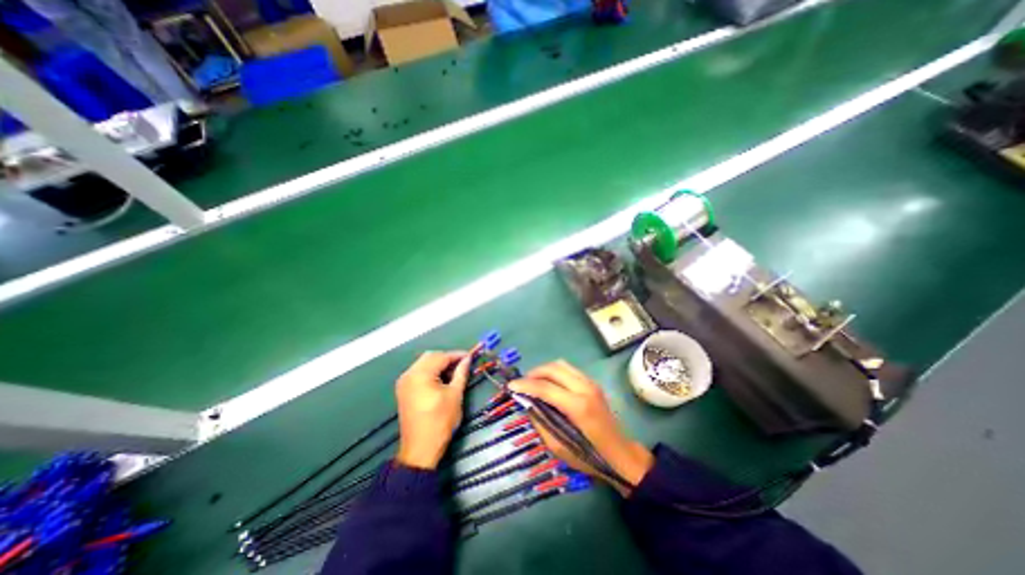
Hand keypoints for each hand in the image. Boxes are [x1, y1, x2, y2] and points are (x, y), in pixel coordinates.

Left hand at [393, 353, 471, 469]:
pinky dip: (430, 372)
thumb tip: (467, 359)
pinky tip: (441, 379)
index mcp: (421, 375)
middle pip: (430, 356)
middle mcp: (409, 374)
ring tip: (453, 373)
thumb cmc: (441, 421)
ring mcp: (404, 382)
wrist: (420, 449)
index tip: (470, 357)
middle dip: (447, 358)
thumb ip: (461, 373)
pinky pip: (418, 372)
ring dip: (438, 364)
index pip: (441, 357)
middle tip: (462, 365)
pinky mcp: (403, 390)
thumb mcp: (455, 395)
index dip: (457, 355)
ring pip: (423, 363)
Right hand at [509, 360, 651, 494]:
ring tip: (533, 382)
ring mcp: (591, 382)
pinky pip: (569, 369)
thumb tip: (527, 404)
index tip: (510, 386)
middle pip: (553, 369)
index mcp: (577, 406)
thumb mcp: (559, 448)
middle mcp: (585, 388)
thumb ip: (541, 422)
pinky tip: (548, 383)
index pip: (545, 387)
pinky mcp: (593, 382)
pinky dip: (554, 372)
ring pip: (561, 364)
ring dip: (544, 370)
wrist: (621, 454)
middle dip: (534, 373)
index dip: (525, 385)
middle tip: (521, 383)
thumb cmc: (590, 457)